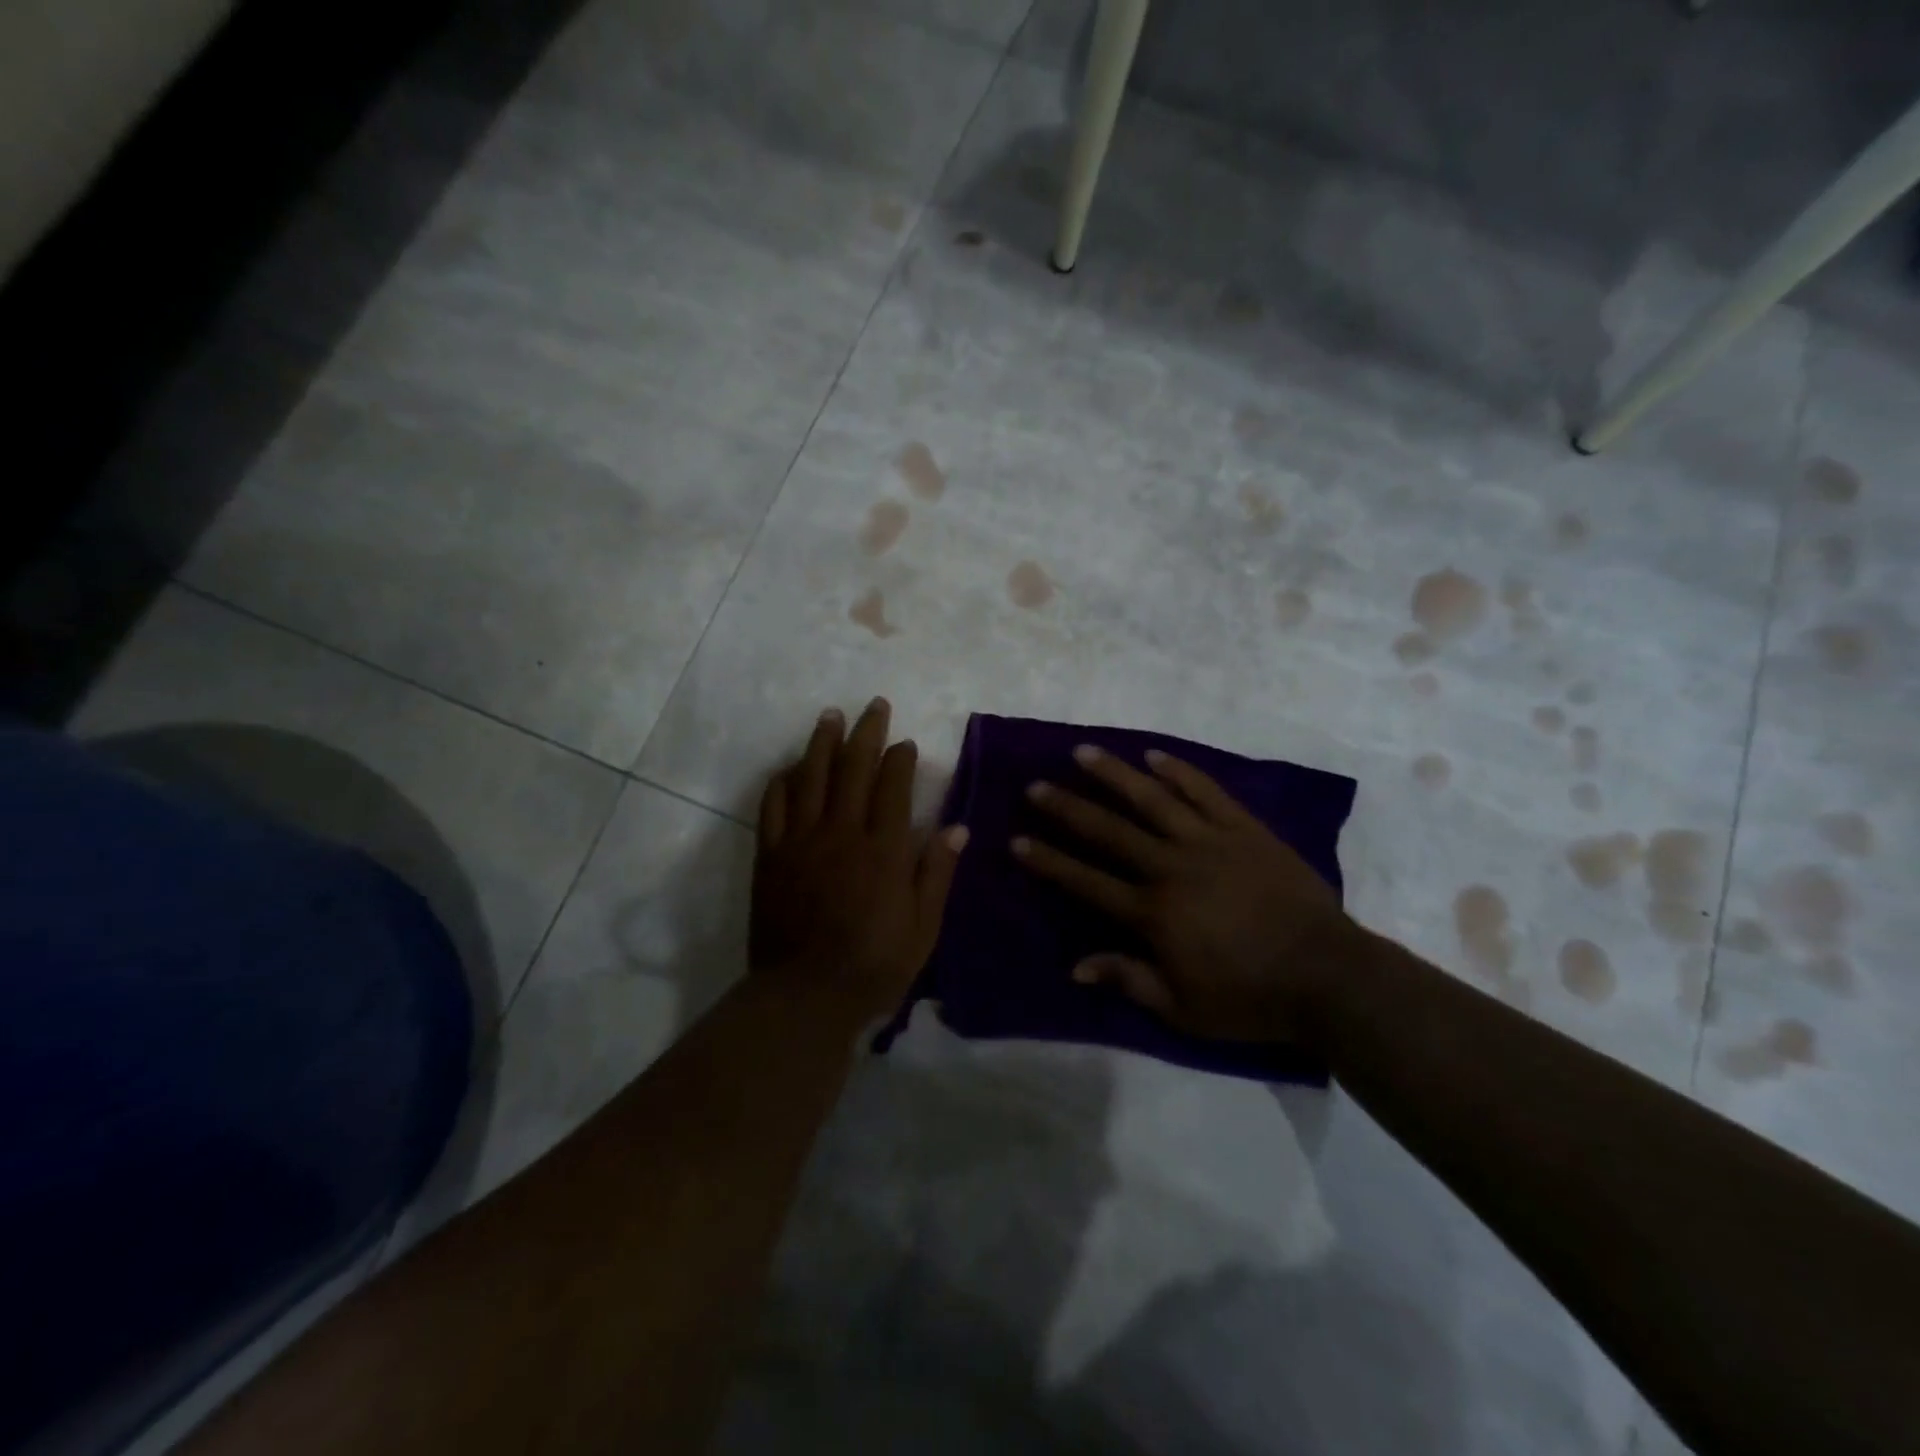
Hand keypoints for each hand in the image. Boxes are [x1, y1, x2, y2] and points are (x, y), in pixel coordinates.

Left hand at [751, 699, 967, 1019]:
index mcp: (884, 849)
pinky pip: (774, 806)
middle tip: (873, 705)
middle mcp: (842, 832)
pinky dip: (783, 781)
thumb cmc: (874, 966)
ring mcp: (801, 840)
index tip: (905, 743)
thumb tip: (957, 826)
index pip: (893, 785)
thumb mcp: (923, 927)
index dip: (900, 758)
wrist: (805, 996)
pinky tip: (791, 768)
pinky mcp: (771, 855)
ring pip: (811, 776)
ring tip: (830, 716)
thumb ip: (937, 872)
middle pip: (853, 767)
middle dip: (866, 731)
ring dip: (822, 742)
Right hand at [1013, 745, 1354, 1045]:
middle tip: (1036, 786)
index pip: (1087, 881)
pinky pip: (1206, 792)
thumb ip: (1129, 980)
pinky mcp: (1244, 829)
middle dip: (1068, 808)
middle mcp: (1172, 867)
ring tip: (1083, 752)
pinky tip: (1154, 756)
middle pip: (1109, 831)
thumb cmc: (1250, 998)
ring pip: (1152, 799)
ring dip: (1115, 775)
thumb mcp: (1183, 1008)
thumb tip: (1076, 965)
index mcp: (1153, 912)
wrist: (1328, 975)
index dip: (1049, 861)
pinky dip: (1179, 772)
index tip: (1017, 840)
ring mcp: (1209, 842)